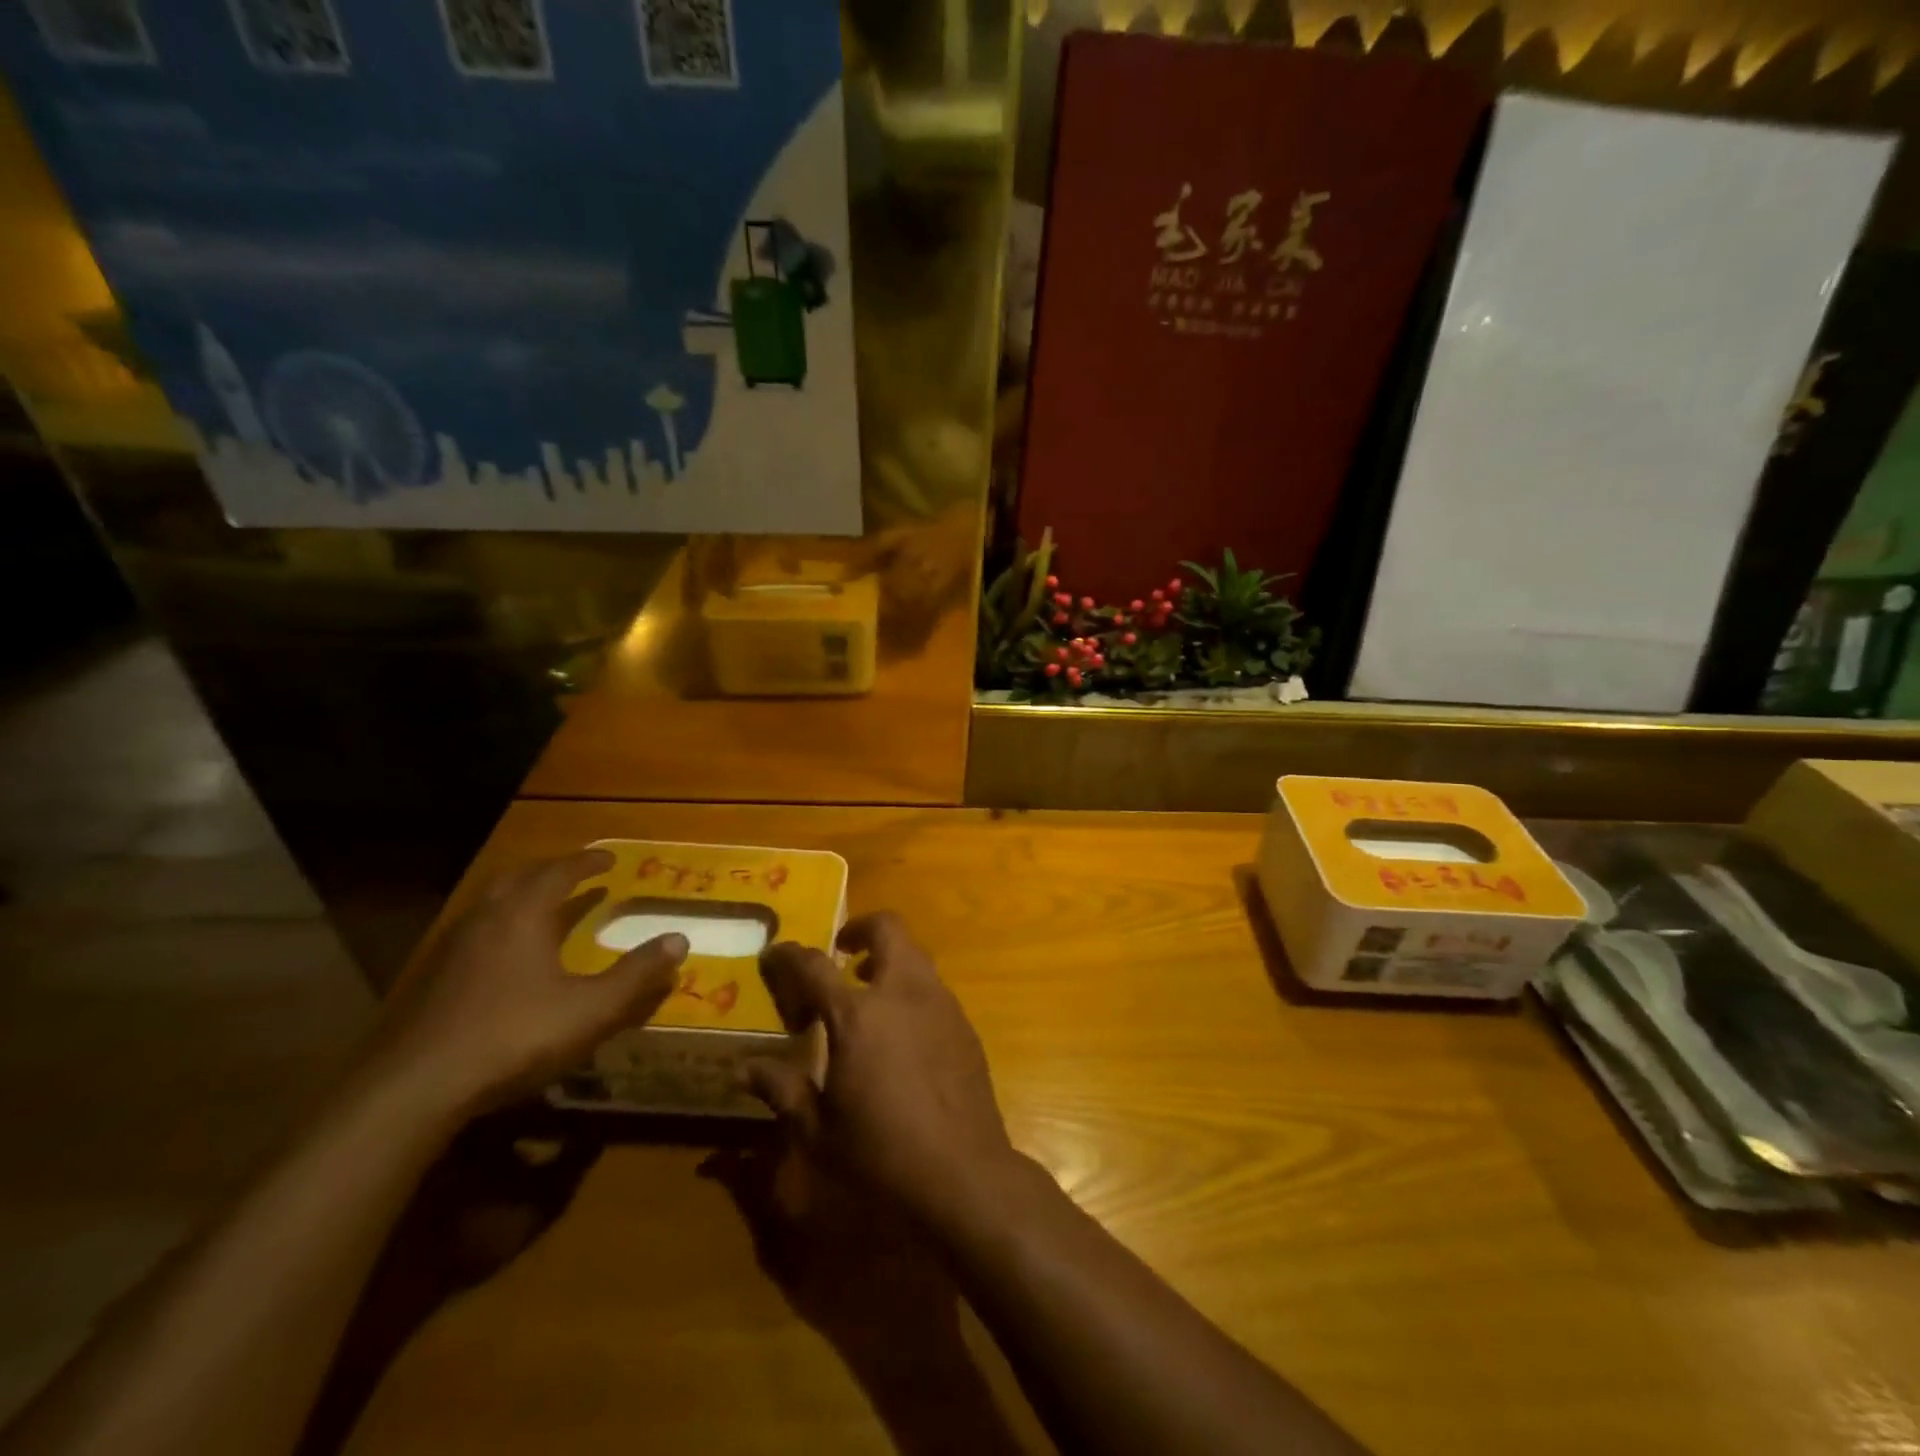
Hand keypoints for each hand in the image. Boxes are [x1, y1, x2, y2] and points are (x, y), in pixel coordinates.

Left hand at [362, 850, 688, 1121]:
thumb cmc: (514, 1036)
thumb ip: (636, 974)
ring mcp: (451, 949)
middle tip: (574, 874)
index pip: (559, 873)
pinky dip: (499, 928)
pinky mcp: (431, 980)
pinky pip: (473, 933)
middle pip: (518, 879)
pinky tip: (506, 957)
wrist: (415, 1089)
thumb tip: (679, 940)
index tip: (609, 859)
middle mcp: (485, 920)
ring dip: (520, 897)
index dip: (586, 863)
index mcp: (523, 915)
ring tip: (543, 908)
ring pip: (489, 905)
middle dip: (550, 872)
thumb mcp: (590, 1009)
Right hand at [745, 913, 1018, 1231]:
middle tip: (841, 951)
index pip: (814, 966)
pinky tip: (902, 1031)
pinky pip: (933, 986)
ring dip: (889, 957)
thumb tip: (743, 1069)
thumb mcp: (818, 1132)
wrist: (965, 1176)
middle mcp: (903, 994)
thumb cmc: (881, 1157)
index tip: (774, 953)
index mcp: (858, 1016)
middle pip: (887, 929)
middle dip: (860, 929)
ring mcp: (941, 1004)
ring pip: (915, 954)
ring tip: (868, 992)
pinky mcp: (964, 1024)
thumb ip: (781, 1089)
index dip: (789, 955)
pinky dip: (911, 988)